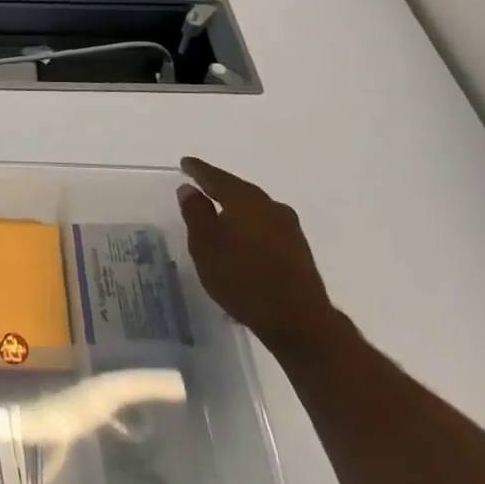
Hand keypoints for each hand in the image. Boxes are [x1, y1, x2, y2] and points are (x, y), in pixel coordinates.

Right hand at [176, 156, 344, 362]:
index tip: (185, 163)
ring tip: (221, 213)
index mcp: (243, 199)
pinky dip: (251, 226)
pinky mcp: (298, 249)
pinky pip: (267, 226)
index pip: (215, 177)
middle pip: (238, 190)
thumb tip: (190, 189)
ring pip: (255, 208)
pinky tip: (244, 239)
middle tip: (201, 186)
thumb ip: (196, 214)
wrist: (298, 319)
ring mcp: (288, 227)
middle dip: (219, 187)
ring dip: (237, 208)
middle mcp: (269, 205)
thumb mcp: (205, 246)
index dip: (198, 170)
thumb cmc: (242, 278)